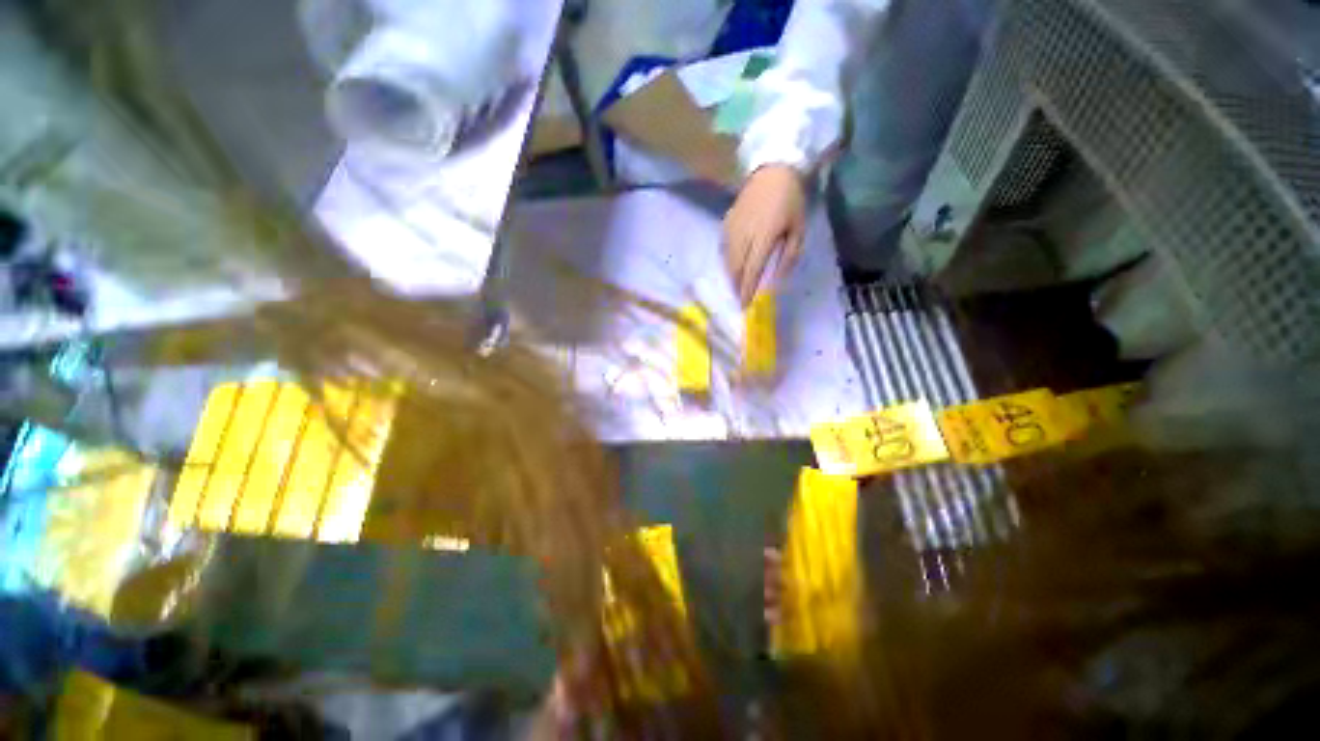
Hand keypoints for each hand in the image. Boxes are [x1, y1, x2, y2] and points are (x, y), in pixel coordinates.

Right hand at [723, 165, 806, 305]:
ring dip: (731, 276)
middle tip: (740, 299)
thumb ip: (788, 256)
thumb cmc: (791, 201)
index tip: (744, 306)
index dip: (747, 290)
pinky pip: (724, 249)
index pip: (751, 270)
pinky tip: (732, 267)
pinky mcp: (726, 223)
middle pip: (735, 269)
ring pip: (727, 261)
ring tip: (736, 286)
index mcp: (763, 237)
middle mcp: (743, 236)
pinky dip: (727, 262)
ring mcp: (732, 229)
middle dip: (737, 286)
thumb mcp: (799, 229)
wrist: (773, 169)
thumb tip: (776, 280)